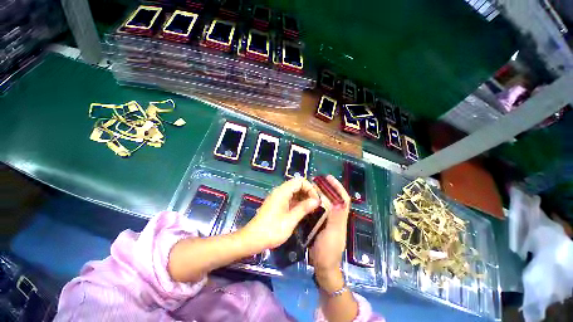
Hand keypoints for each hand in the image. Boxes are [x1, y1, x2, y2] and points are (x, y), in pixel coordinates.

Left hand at [240, 178, 320, 250]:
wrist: (253, 239)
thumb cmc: (272, 230)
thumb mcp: (290, 220)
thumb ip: (304, 208)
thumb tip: (316, 201)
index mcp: (282, 192)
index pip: (300, 181)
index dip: (310, 188)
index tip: (316, 200)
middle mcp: (280, 191)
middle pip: (297, 185)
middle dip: (308, 193)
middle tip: (316, 205)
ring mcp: (278, 198)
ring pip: (294, 192)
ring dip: (304, 198)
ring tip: (312, 209)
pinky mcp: (277, 204)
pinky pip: (290, 198)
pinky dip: (298, 202)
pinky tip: (304, 211)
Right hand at [309, 175, 350, 290]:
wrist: (322, 266)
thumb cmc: (328, 250)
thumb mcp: (333, 234)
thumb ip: (337, 218)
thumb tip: (340, 200)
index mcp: (341, 217)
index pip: (343, 198)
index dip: (338, 187)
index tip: (329, 178)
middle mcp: (336, 216)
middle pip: (334, 198)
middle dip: (328, 188)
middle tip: (317, 181)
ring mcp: (328, 220)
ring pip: (327, 203)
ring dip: (321, 194)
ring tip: (311, 187)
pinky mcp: (321, 224)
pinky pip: (319, 210)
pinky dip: (315, 203)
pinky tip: (307, 200)